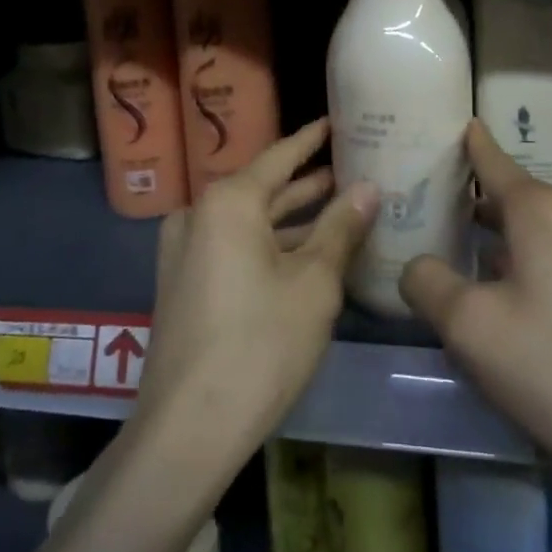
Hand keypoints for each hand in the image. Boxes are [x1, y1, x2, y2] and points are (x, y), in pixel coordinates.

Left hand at [135, 119, 378, 454]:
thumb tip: (368, 186)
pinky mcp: (183, 282)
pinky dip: (268, 244)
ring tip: (338, 206)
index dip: (312, 140)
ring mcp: (184, 250)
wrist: (187, 429)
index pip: (280, 155)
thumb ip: (341, 227)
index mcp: (227, 201)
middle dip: (307, 182)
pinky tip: (304, 253)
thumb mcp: (314, 283)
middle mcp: (198, 214)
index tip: (337, 122)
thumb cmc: (260, 344)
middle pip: (263, 187)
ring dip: (291, 217)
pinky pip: (233, 246)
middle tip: (352, 169)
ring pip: (248, 220)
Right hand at [400, 121, 551, 515]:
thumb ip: (429, 285)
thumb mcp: (472, 330)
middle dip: (478, 204)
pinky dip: (537, 264)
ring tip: (472, 261)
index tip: (448, 127)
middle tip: (437, 213)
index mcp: (542, 210)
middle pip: (517, 196)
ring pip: (545, 231)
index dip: (467, 144)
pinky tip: (523, 304)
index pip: (493, 159)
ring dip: (508, 239)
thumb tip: (418, 266)